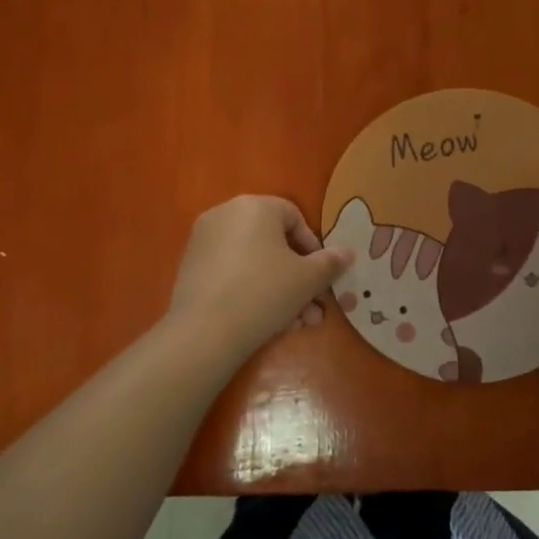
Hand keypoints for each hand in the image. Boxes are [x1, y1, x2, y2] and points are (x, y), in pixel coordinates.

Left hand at [167, 196, 353, 357]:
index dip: (314, 248)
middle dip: (299, 278)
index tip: (322, 277)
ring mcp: (204, 242)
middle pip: (274, 244)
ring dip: (281, 291)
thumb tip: (347, 252)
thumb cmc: (264, 292)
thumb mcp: (307, 279)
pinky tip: (269, 324)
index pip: (294, 217)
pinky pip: (233, 274)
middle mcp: (225, 215)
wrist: (205, 332)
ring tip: (296, 325)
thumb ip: (330, 262)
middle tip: (314, 308)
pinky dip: (253, 292)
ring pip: (255, 263)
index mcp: (254, 206)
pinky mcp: (191, 269)